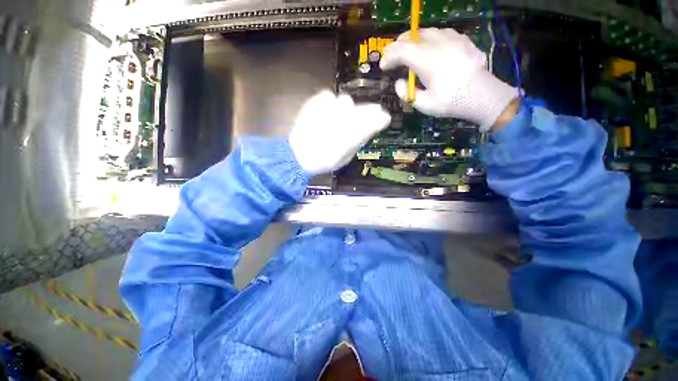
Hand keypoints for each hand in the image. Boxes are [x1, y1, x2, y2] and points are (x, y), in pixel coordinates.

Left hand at [289, 90, 390, 174]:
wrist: (298, 155)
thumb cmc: (324, 161)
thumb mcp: (346, 157)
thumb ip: (359, 141)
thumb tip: (370, 129)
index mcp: (353, 135)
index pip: (375, 120)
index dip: (381, 118)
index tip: (384, 119)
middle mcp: (344, 118)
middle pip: (363, 108)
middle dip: (368, 112)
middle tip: (364, 118)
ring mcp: (329, 107)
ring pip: (346, 101)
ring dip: (346, 109)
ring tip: (338, 118)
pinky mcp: (315, 101)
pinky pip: (329, 96)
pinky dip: (330, 103)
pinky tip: (326, 113)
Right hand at [380, 28, 518, 130]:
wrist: (481, 95)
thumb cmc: (450, 101)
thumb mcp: (424, 104)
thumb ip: (406, 93)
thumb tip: (399, 83)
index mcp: (426, 59)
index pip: (401, 50)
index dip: (389, 57)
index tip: (383, 66)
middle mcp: (437, 43)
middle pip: (412, 36)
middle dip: (398, 44)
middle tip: (392, 55)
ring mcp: (452, 38)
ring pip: (427, 31)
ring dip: (414, 40)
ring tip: (409, 50)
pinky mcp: (462, 40)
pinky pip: (442, 33)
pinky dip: (431, 39)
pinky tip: (431, 48)